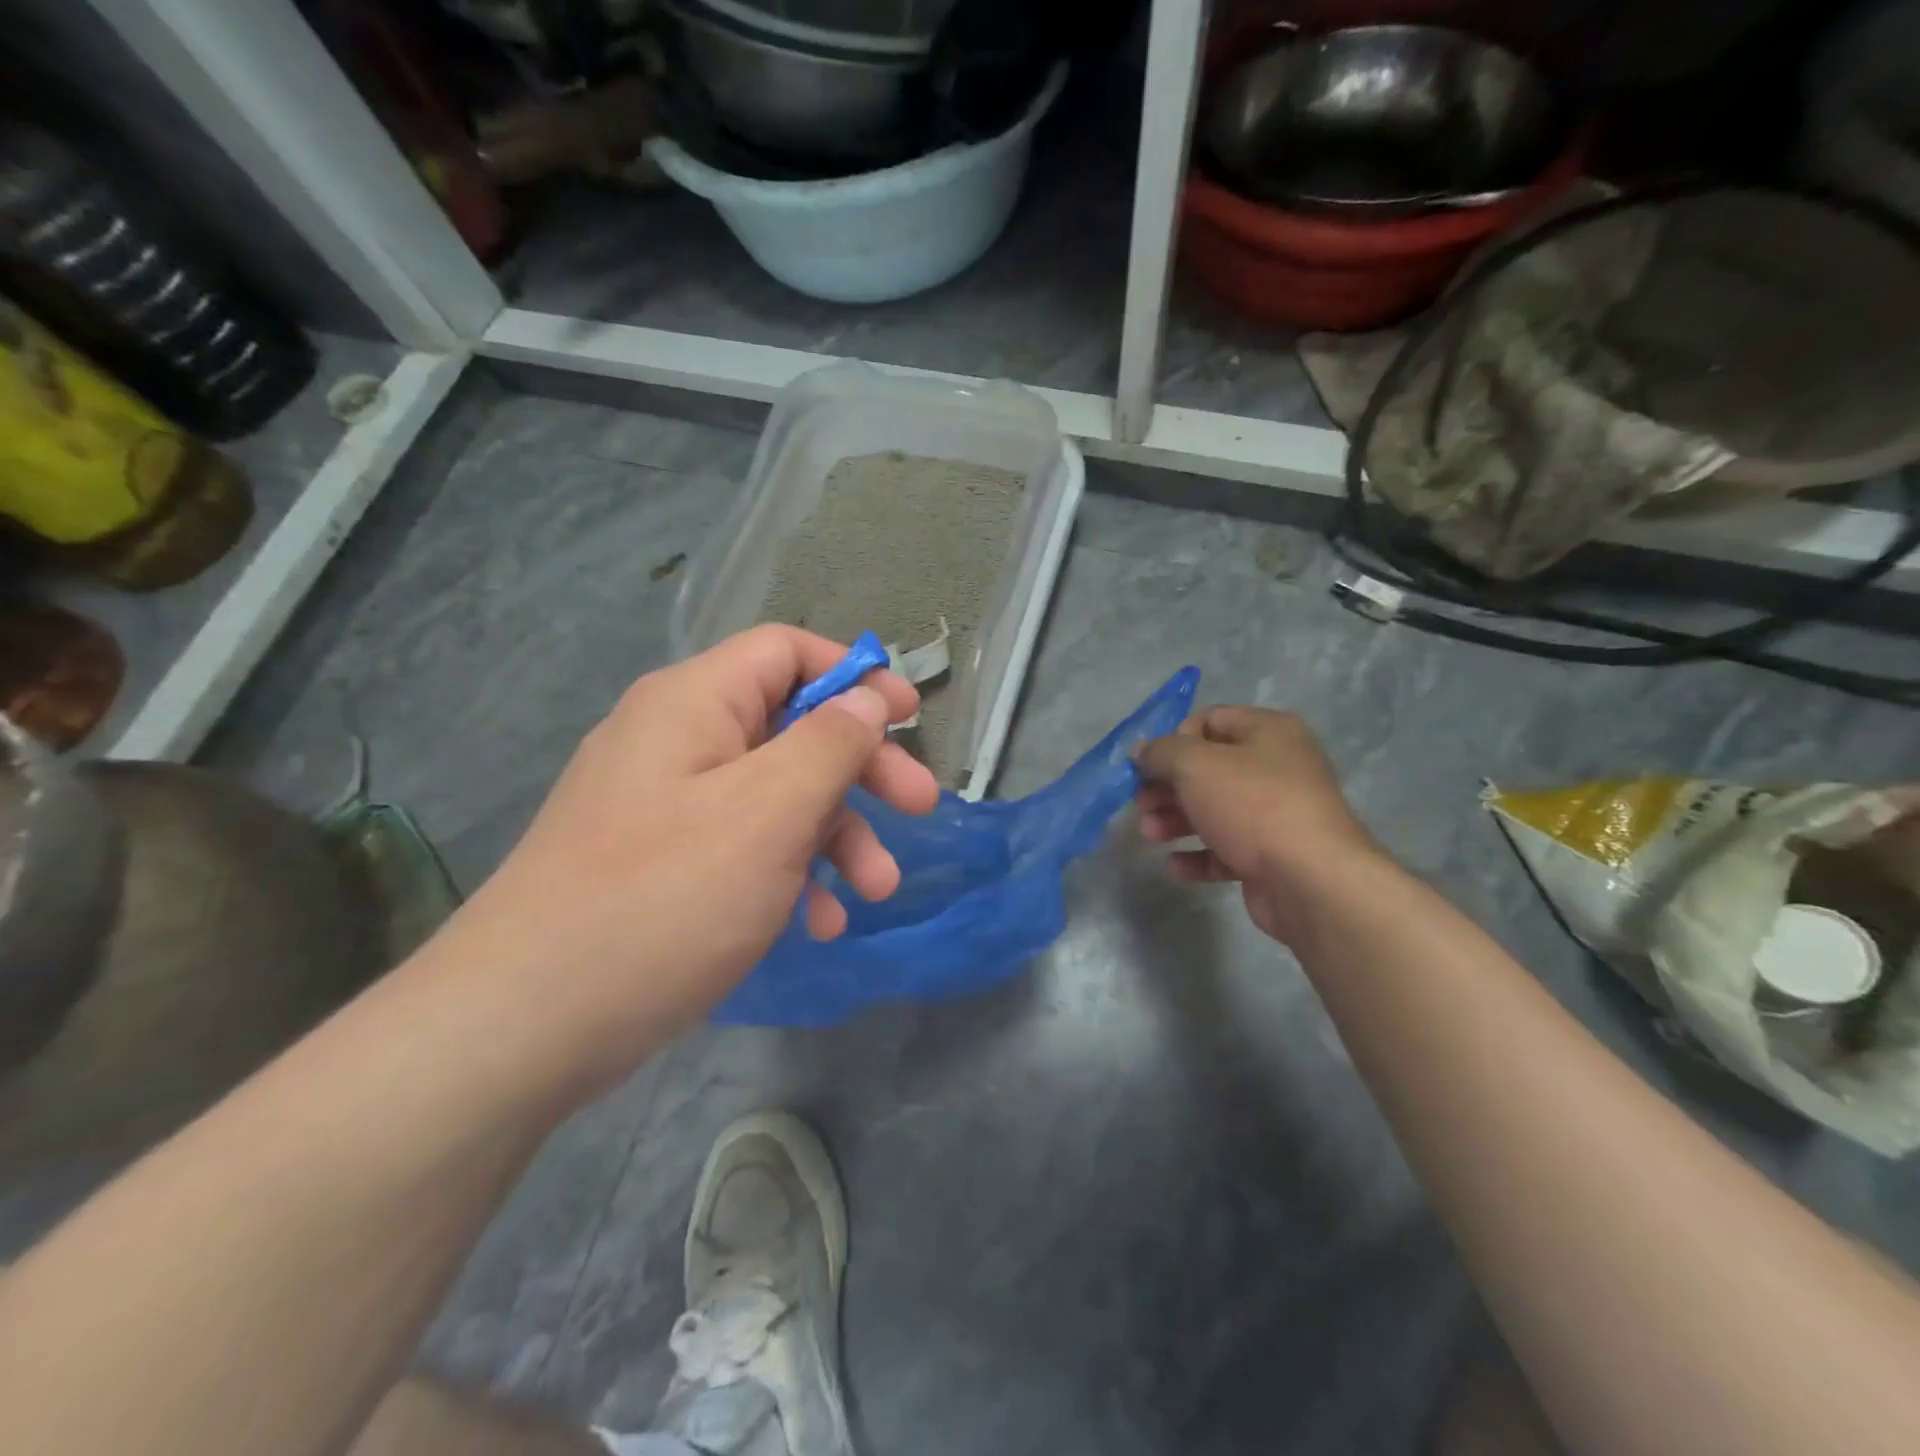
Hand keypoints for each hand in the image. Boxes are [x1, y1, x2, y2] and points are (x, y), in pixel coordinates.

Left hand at [440, 627, 938, 1093]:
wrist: (524, 1025)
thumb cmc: (663, 897)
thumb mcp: (769, 811)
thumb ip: (829, 743)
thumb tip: (866, 697)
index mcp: (694, 704)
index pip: (786, 651)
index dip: (853, 675)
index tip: (909, 717)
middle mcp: (678, 741)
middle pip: (792, 727)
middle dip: (862, 770)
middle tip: (920, 808)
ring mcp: (668, 806)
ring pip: (776, 796)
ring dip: (835, 835)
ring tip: (875, 891)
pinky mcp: (664, 864)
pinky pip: (745, 847)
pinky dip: (790, 874)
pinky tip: (817, 923)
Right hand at [1134, 706, 1381, 944]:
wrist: (1311, 880)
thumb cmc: (1252, 805)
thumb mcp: (1195, 765)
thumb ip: (1161, 752)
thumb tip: (1141, 749)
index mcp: (1268, 732)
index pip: (1210, 720)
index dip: (1174, 739)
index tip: (1149, 765)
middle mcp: (1277, 767)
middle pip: (1208, 769)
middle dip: (1168, 786)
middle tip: (1141, 803)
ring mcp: (1276, 815)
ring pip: (1214, 810)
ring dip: (1175, 820)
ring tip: (1150, 835)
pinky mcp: (1271, 856)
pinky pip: (1226, 850)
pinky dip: (1198, 855)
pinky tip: (1174, 866)